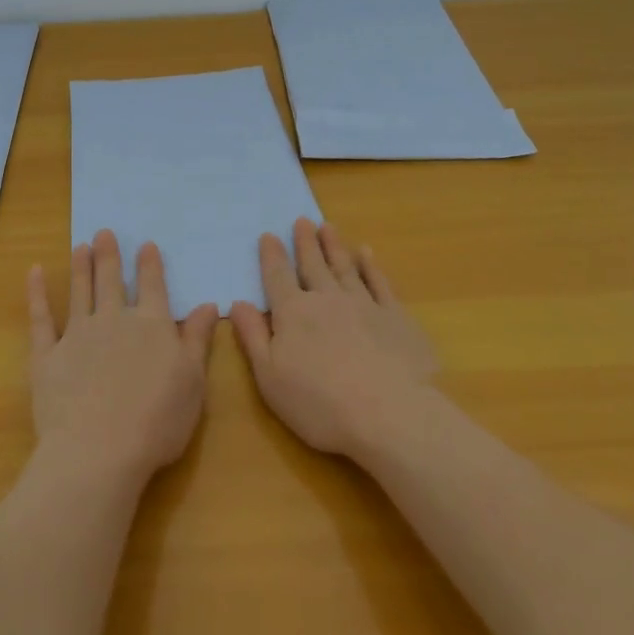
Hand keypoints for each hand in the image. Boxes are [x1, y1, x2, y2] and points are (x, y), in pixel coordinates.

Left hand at [27, 230, 218, 486]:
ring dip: (80, 267)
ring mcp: (77, 334)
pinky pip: (40, 317)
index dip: (149, 265)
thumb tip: (207, 304)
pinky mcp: (47, 354)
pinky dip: (36, 294)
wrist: (99, 450)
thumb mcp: (193, 382)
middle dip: (108, 255)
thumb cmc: (157, 421)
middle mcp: (114, 320)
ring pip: (79, 291)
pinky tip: (33, 273)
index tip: (145, 245)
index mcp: (151, 325)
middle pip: (110, 280)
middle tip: (103, 232)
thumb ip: (197, 340)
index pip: (151, 286)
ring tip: (79, 246)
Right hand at [230, 218, 439, 457]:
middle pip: (313, 265)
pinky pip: (380, 283)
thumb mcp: (269, 376)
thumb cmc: (319, 403)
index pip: (277, 277)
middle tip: (302, 220)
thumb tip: (237, 303)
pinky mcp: (396, 317)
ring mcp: (364, 304)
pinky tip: (367, 254)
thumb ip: (253, 336)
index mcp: (293, 313)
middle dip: (305, 242)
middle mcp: (326, 299)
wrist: (390, 414)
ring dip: (335, 246)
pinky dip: (371, 266)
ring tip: (327, 226)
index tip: (268, 235)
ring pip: (345, 267)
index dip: (271, 256)